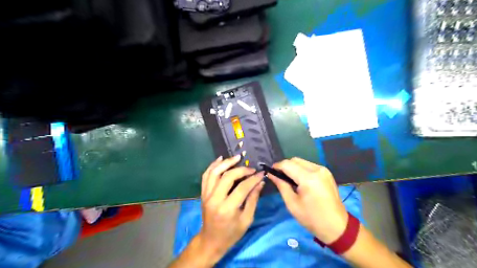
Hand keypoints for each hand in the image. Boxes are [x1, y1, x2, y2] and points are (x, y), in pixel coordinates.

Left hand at [196, 156, 264, 262]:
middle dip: (241, 170)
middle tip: (251, 168)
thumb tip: (260, 182)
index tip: (261, 173)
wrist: (210, 241)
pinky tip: (220, 159)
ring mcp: (206, 195)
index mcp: (227, 209)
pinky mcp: (203, 193)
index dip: (253, 179)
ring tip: (237, 157)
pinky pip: (206, 176)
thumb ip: (253, 199)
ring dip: (226, 163)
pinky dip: (213, 166)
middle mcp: (215, 199)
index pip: (242, 188)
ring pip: (214, 173)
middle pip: (227, 177)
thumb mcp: (246, 220)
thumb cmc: (231, 234)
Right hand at [270, 158, 349, 243]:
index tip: (270, 172)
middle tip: (279, 177)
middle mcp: (317, 170)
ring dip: (293, 167)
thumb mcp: (292, 204)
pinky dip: (302, 170)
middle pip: (295, 160)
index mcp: (308, 178)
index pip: (287, 164)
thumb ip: (281, 185)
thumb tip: (271, 174)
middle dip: (285, 166)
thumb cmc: (312, 218)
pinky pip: (309, 166)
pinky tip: (300, 181)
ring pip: (302, 162)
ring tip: (289, 179)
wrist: (337, 227)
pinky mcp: (327, 173)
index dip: (277, 166)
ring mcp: (324, 170)